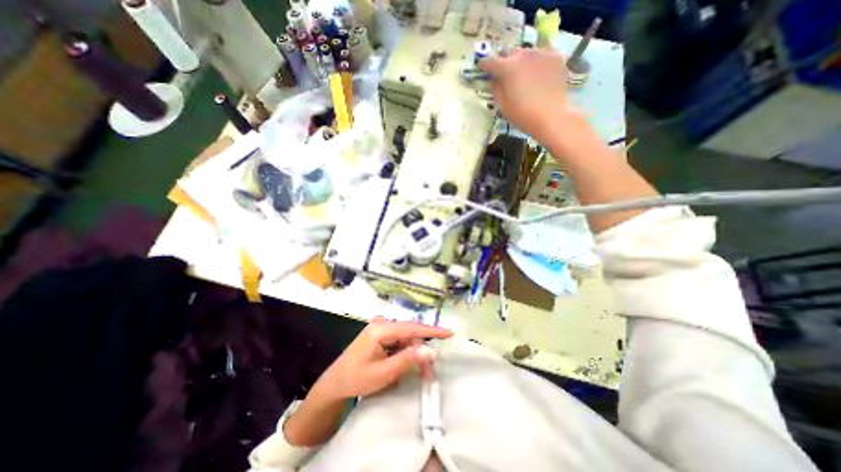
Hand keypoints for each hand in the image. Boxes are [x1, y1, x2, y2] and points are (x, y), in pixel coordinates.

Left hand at [311, 316, 452, 399]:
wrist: (335, 383)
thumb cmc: (356, 379)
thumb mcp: (383, 373)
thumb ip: (407, 360)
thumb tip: (430, 350)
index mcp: (381, 329)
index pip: (412, 328)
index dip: (432, 330)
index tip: (449, 332)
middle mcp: (382, 323)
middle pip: (410, 334)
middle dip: (421, 350)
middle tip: (429, 373)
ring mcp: (380, 327)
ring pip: (406, 337)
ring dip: (415, 352)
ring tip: (420, 372)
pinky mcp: (380, 333)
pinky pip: (399, 340)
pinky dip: (407, 351)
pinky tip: (407, 362)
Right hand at [477, 48, 582, 145]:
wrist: (551, 115)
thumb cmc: (523, 114)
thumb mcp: (503, 105)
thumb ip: (496, 89)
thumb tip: (493, 80)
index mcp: (506, 68)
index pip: (489, 61)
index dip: (483, 65)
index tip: (481, 68)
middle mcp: (522, 54)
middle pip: (508, 52)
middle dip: (504, 61)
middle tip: (504, 73)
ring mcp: (540, 53)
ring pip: (526, 52)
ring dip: (521, 60)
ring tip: (523, 74)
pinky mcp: (555, 55)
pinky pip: (542, 55)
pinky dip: (537, 62)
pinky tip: (539, 74)